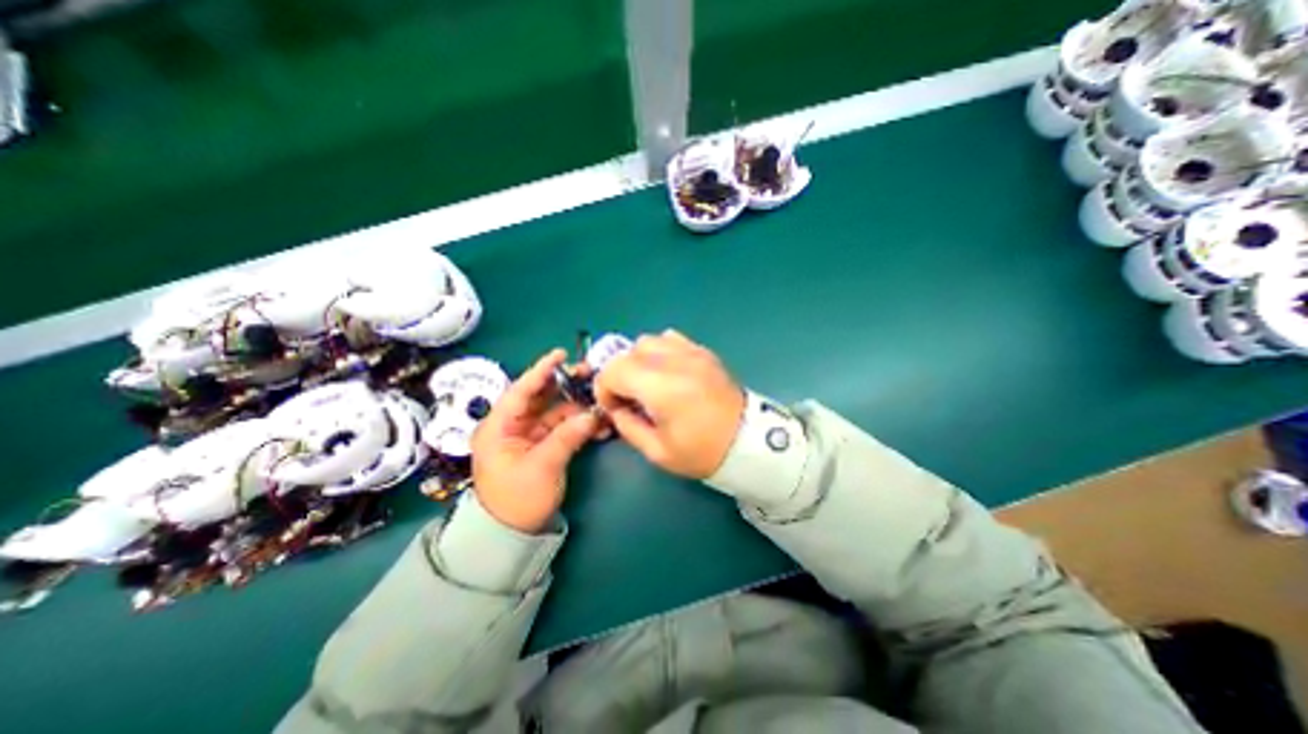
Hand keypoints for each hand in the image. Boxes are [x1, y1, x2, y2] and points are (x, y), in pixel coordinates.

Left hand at [469, 351, 603, 533]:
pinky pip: (563, 427)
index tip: (561, 354)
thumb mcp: (541, 467)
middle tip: (589, 373)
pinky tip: (599, 422)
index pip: (520, 391)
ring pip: (554, 410)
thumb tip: (592, 415)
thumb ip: (567, 437)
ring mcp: (529, 435)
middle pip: (540, 396)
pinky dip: (579, 423)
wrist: (513, 535)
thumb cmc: (517, 501)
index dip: (541, 371)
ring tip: (600, 397)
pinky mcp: (543, 445)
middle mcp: (512, 426)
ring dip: (577, 404)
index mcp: (499, 427)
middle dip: (565, 384)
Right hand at [596, 331, 744, 477]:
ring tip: (647, 383)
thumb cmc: (703, 452)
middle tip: (628, 398)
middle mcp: (675, 362)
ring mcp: (692, 352)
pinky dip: (660, 351)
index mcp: (662, 388)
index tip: (613, 407)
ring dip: (638, 360)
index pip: (614, 370)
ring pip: (648, 340)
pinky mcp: (704, 352)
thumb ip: (628, 426)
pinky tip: (667, 372)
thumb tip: (616, 408)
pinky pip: (671, 339)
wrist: (749, 442)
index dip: (604, 388)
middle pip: (628, 352)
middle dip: (618, 374)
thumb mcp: (658, 451)